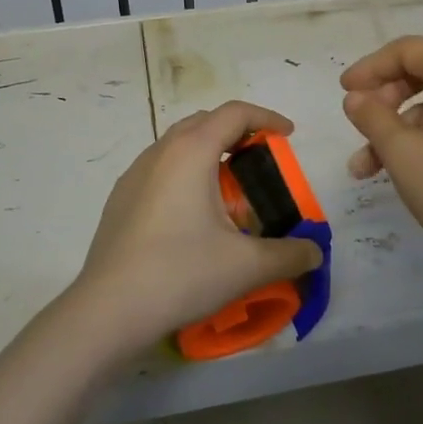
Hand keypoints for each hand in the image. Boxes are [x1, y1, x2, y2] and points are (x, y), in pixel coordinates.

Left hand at [69, 101, 323, 354]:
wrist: (108, 310)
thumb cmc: (181, 273)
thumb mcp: (246, 266)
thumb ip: (289, 255)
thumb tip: (314, 253)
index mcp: (191, 151)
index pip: (235, 113)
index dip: (267, 118)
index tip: (288, 135)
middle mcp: (160, 151)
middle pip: (205, 121)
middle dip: (237, 131)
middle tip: (262, 159)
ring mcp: (134, 174)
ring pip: (178, 143)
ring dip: (208, 151)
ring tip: (229, 187)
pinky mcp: (120, 198)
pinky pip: (160, 168)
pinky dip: (185, 172)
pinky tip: (192, 214)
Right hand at [341, 35, 422, 266]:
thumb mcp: (401, 152)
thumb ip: (372, 117)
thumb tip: (356, 98)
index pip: (408, 50)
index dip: (371, 67)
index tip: (345, 91)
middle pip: (421, 73)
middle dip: (382, 101)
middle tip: (357, 126)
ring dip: (395, 129)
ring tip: (365, 169)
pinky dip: (421, 139)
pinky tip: (398, 172)